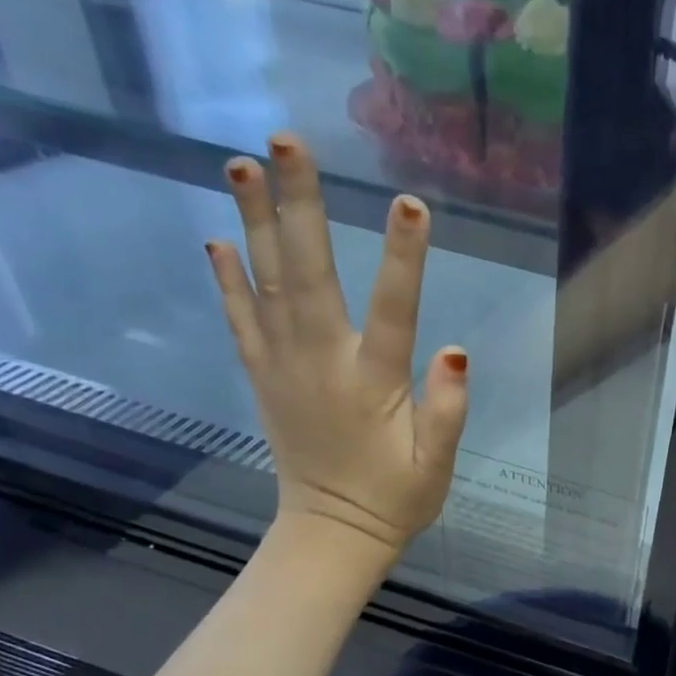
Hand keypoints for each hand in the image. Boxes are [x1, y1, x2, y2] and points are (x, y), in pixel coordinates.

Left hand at [207, 134, 467, 556]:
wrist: (331, 533)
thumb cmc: (395, 499)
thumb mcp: (436, 466)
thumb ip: (448, 411)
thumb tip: (457, 351)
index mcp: (372, 385)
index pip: (393, 311)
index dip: (403, 258)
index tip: (410, 202)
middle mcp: (321, 364)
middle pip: (309, 275)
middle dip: (300, 206)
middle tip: (286, 142)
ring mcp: (284, 368)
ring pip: (266, 285)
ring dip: (253, 222)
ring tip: (240, 163)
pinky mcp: (263, 378)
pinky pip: (240, 321)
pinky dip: (227, 278)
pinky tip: (218, 239)